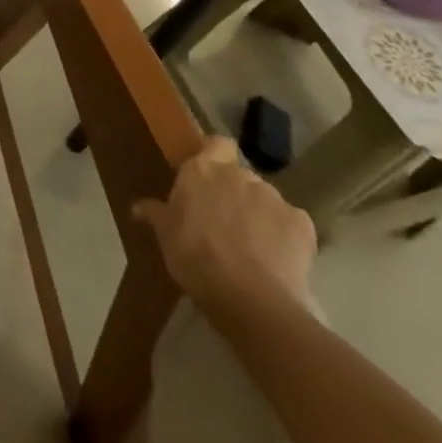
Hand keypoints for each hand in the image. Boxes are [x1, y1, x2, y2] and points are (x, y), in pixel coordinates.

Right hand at [132, 137, 315, 323]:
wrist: (250, 299)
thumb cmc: (195, 257)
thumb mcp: (165, 236)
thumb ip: (154, 214)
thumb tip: (138, 206)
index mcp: (203, 170)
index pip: (217, 143)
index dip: (215, 156)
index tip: (207, 177)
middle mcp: (240, 175)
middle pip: (239, 175)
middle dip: (234, 193)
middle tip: (223, 221)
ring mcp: (274, 198)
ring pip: (265, 200)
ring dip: (258, 214)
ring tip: (252, 247)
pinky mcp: (303, 225)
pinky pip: (290, 224)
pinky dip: (284, 237)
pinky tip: (276, 260)